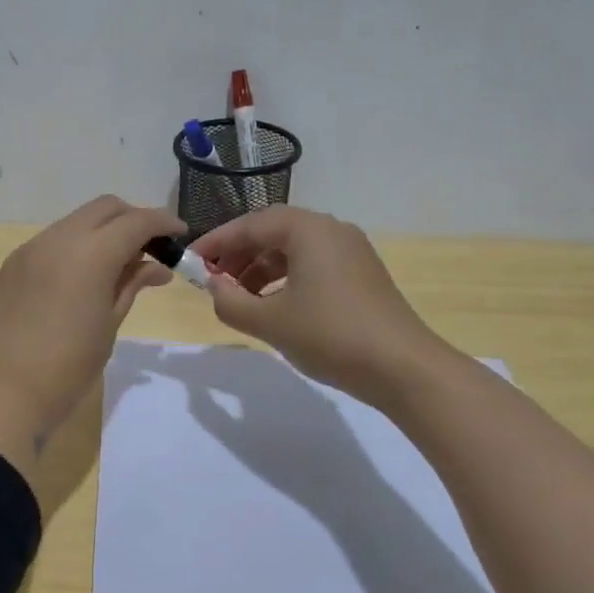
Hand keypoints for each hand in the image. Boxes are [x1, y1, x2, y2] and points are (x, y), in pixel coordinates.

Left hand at [0, 196, 183, 479]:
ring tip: (116, 265)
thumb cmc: (66, 368)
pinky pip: (51, 242)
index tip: (180, 235)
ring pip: (75, 222)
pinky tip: (80, 278)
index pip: (136, 221)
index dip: (162, 222)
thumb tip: (156, 266)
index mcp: (90, 253)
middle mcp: (58, 239)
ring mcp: (29, 250)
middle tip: (149, 248)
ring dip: (101, 232)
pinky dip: (74, 247)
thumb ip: (131, 286)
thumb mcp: (108, 326)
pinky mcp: (10, 266)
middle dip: (132, 219)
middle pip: (104, 208)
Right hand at [191, 206, 443, 408]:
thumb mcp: (269, 322)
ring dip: (260, 269)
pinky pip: (312, 265)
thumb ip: (230, 302)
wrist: (403, 368)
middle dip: (238, 255)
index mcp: (308, 230)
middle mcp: (331, 230)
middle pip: (273, 232)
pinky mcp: (361, 275)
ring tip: (238, 298)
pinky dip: (285, 279)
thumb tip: (214, 288)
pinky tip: (272, 306)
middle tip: (212, 280)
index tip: (190, 262)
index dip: (216, 243)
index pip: (251, 224)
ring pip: (293, 250)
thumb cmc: (330, 335)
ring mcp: (351, 252)